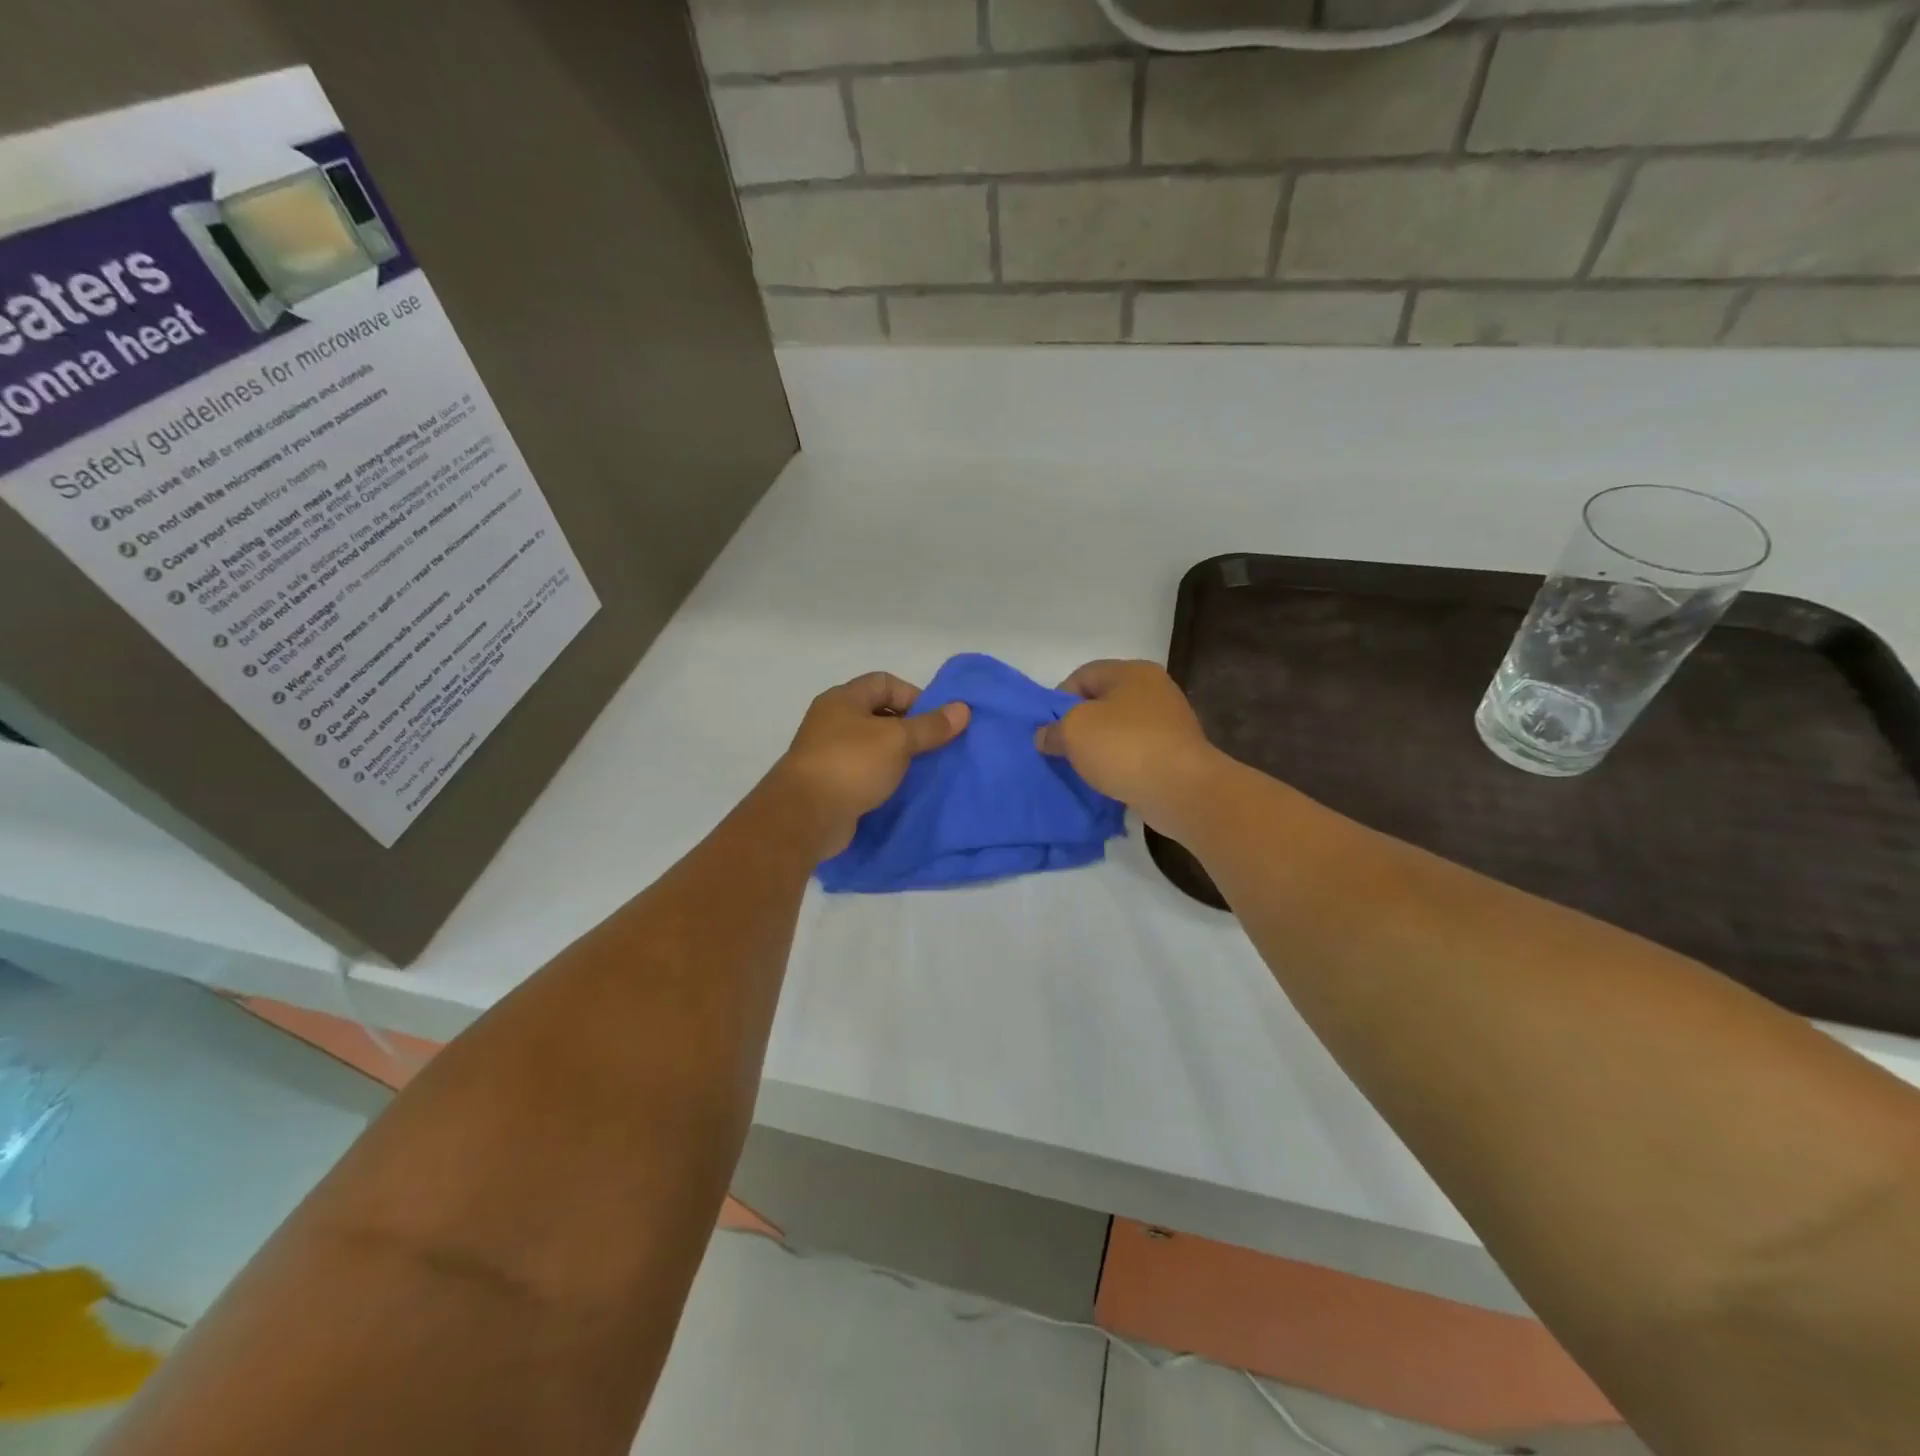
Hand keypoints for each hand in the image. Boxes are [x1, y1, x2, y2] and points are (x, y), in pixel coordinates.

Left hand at [775, 672, 969, 855]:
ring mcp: (827, 753)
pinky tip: (900, 790)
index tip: (936, 721)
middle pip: (878, 714)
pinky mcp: (829, 784)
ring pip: (871, 746)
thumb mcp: (898, 740)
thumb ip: (931, 726)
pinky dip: (882, 778)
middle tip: (934, 747)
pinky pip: (863, 773)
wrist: (806, 816)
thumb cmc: (852, 764)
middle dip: (908, 728)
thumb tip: (963, 708)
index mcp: (843, 699)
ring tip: (922, 770)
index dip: (913, 696)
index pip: (884, 682)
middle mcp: (831, 721)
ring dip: (896, 756)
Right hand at [1035, 660, 1219, 833]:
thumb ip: (1052, 730)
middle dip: (1079, 726)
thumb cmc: (1124, 747)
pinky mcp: (1177, 752)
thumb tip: (1046, 736)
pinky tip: (1109, 780)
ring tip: (1083, 769)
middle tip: (1062, 750)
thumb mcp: (1073, 732)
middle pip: (1103, 702)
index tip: (1048, 729)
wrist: (1181, 789)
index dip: (1058, 700)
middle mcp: (1154, 689)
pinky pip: (1137, 753)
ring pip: (1120, 729)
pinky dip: (1121, 764)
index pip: (1083, 676)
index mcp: (1131, 672)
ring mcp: (1170, 722)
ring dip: (1100, 748)